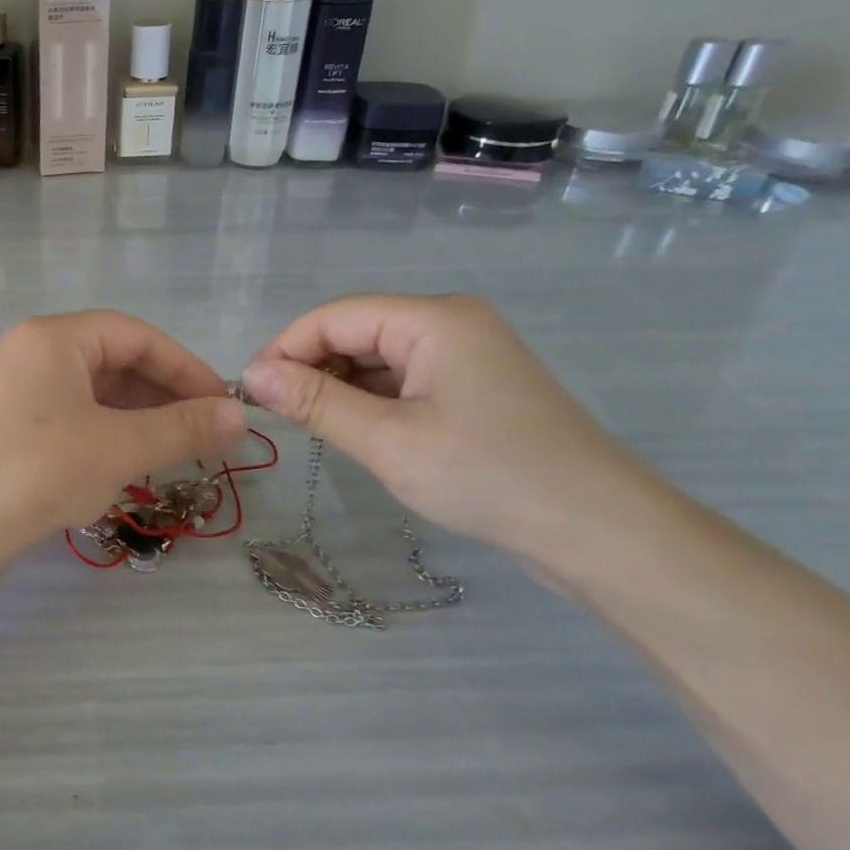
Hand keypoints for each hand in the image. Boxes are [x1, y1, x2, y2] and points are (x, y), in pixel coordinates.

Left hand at [0, 311, 247, 552]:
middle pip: (115, 361)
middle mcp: (33, 353)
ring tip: (178, 452)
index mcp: (54, 338)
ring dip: (140, 419)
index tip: (223, 404)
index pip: (136, 336)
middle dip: (164, 396)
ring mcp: (19, 391)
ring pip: (96, 394)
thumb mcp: (118, 447)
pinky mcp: (13, 427)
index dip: (186, 367)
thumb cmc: (37, 471)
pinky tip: (132, 464)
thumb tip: (239, 415)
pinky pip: (74, 418)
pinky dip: (109, 435)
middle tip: (206, 434)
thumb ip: (182, 428)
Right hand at [241, 294, 652, 559]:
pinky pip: (403, 381)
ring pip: (377, 359)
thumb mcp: (387, 440)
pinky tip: (357, 432)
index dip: (285, 348)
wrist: (600, 532)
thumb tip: (251, 374)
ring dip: (340, 388)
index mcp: (432, 319)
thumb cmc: (487, 476)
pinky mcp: (474, 389)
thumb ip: (315, 402)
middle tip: (278, 416)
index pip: (334, 316)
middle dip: (311, 368)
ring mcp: (466, 356)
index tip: (249, 392)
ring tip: (313, 428)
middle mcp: (449, 323)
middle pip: (355, 332)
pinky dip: (371, 402)